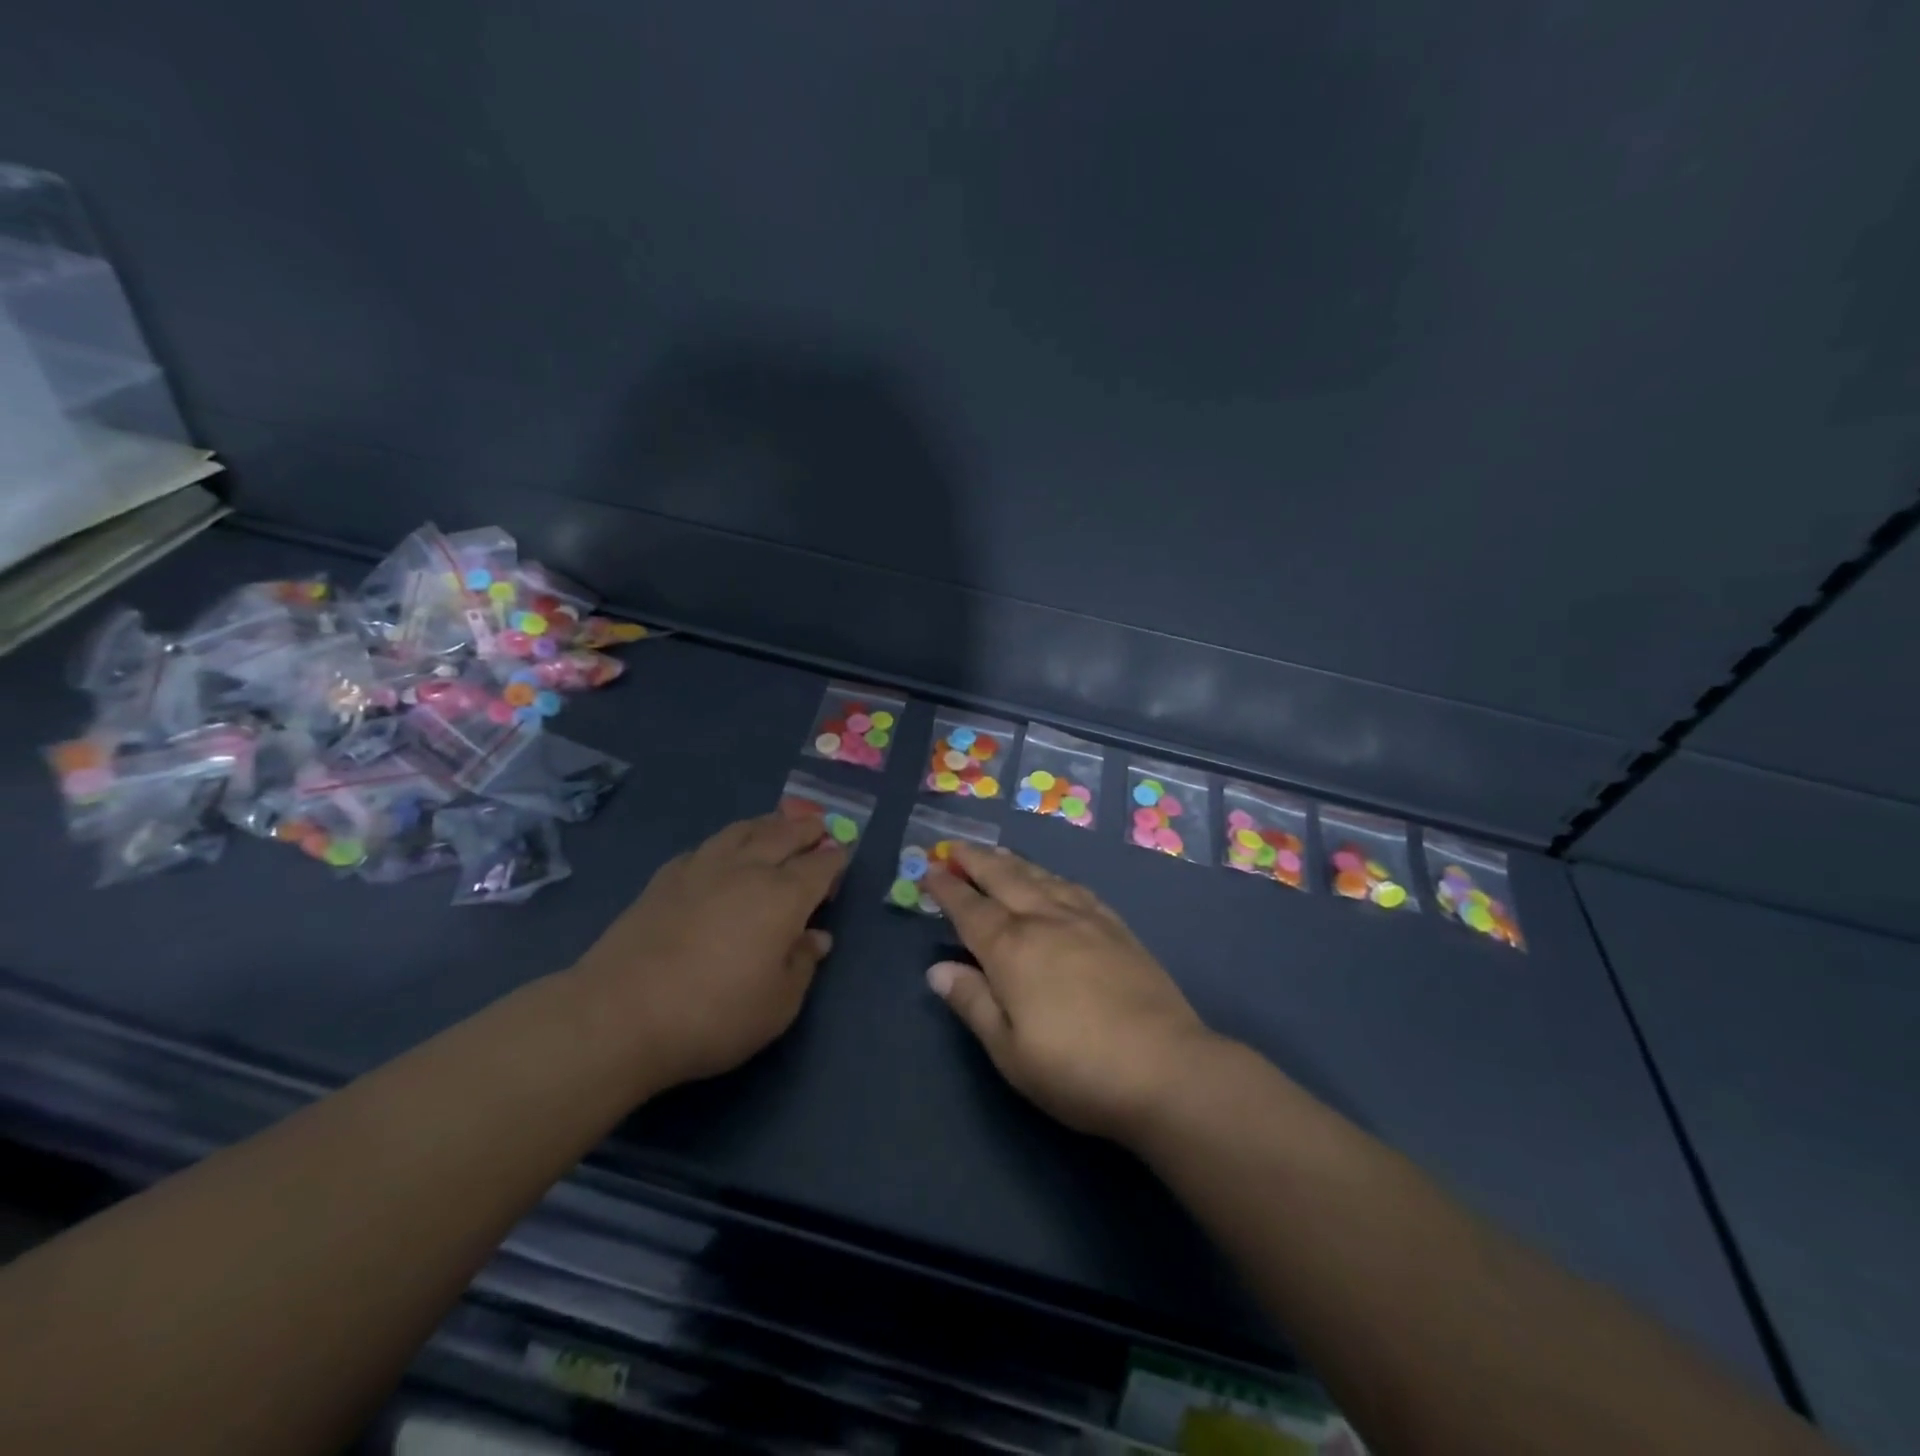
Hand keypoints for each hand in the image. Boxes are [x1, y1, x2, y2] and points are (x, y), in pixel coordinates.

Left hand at [570, 812, 845, 1090]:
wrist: (620, 1014)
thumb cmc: (714, 1014)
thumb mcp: (778, 1005)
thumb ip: (802, 964)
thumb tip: (817, 937)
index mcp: (783, 896)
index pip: (819, 866)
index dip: (835, 858)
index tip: (843, 854)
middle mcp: (747, 870)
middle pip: (783, 835)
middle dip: (805, 828)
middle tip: (817, 824)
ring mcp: (702, 869)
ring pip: (742, 831)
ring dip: (766, 824)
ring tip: (775, 823)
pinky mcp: (664, 879)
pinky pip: (705, 847)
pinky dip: (724, 842)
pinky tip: (721, 851)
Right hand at [923, 844, 1221, 1143]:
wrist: (1165, 1068)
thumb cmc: (1076, 1069)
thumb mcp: (1009, 1050)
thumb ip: (972, 1003)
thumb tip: (937, 969)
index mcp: (1012, 949)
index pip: (970, 909)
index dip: (948, 889)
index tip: (931, 869)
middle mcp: (1045, 921)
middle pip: (1004, 879)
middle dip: (977, 861)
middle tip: (958, 846)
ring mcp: (1086, 920)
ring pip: (1041, 878)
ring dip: (1014, 862)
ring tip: (998, 854)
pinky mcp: (1117, 928)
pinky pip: (1076, 889)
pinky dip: (1053, 877)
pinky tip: (1053, 881)